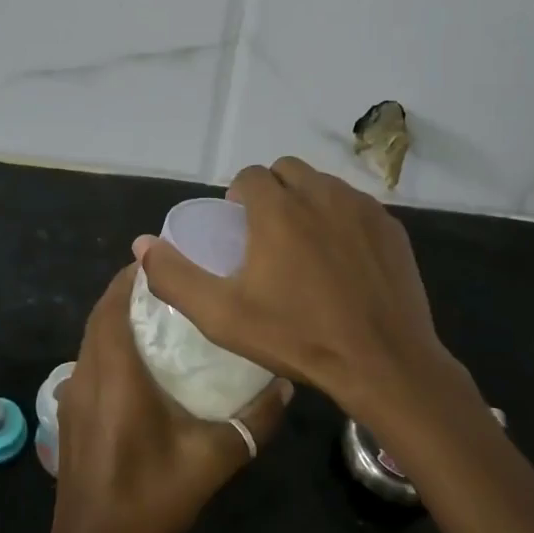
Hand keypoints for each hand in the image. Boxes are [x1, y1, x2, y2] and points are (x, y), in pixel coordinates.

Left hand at [48, 264, 290, 532]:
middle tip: (171, 283)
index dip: (132, 277)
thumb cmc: (148, 499)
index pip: (113, 306)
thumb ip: (252, 423)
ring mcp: (71, 396)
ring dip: (117, 318)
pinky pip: (87, 361)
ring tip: (160, 314)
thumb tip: (286, 386)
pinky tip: (139, 363)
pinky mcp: (69, 414)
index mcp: (115, 376)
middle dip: (128, 291)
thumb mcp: (212, 462)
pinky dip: (108, 345)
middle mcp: (86, 376)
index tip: (164, 259)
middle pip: (100, 316)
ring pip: (90, 338)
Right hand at [134, 157, 459, 416]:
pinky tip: (342, 259)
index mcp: (278, 208)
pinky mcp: (391, 226)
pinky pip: (356, 206)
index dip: (238, 196)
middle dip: (272, 191)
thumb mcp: (222, 316)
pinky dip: (342, 219)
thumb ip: (175, 277)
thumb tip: (142, 245)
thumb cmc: (298, 337)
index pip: (250, 175)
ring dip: (307, 201)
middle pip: (287, 171)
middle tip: (268, 234)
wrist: (383, 362)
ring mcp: (361, 208)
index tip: (238, 229)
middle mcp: (321, 194)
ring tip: (304, 246)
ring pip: (324, 185)